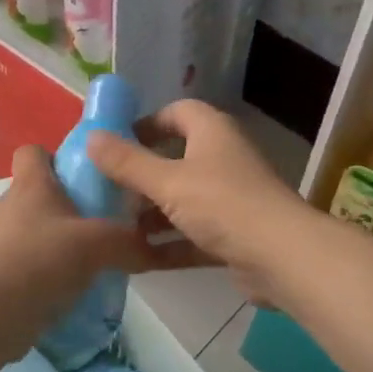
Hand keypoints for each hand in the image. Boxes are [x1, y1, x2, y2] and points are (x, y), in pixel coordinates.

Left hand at [0, 145, 151, 371]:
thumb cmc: (41, 262)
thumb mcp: (98, 246)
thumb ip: (129, 242)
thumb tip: (155, 248)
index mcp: (30, 185)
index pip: (34, 151)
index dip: (58, 157)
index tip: (85, 177)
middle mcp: (7, 205)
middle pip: (37, 193)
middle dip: (65, 206)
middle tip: (98, 225)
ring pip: (30, 230)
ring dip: (53, 242)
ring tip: (86, 261)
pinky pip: (22, 262)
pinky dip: (41, 271)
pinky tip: (64, 288)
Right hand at [86, 100, 318, 306]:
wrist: (281, 256)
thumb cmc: (222, 204)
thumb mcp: (167, 182)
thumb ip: (127, 162)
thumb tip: (91, 137)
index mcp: (212, 132)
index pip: (177, 112)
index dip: (146, 123)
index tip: (115, 143)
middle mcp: (223, 159)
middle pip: (176, 158)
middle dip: (142, 175)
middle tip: (107, 191)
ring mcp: (231, 198)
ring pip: (183, 199)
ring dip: (152, 213)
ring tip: (115, 228)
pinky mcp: (234, 234)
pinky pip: (194, 233)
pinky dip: (169, 243)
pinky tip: (138, 259)